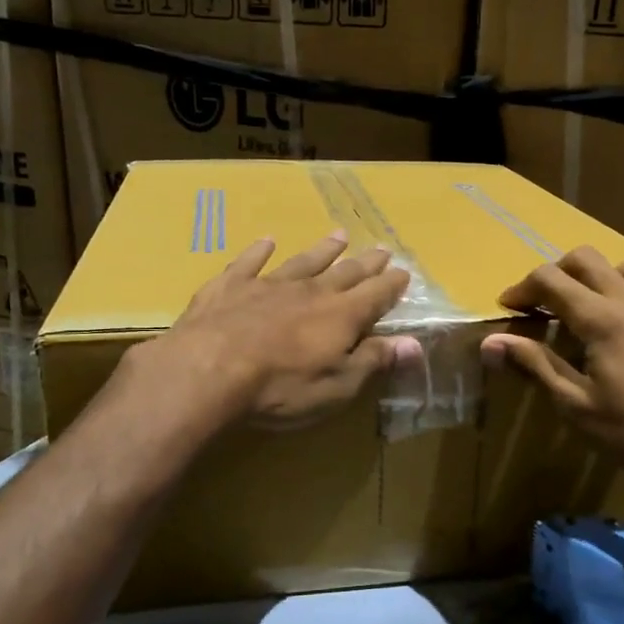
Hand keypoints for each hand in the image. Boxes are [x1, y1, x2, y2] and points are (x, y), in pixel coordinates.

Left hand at [145, 230, 421, 429]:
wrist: (208, 370)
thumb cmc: (281, 387)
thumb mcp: (337, 386)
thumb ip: (374, 360)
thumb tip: (414, 343)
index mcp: (340, 316)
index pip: (376, 295)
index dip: (392, 285)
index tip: (405, 273)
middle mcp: (310, 291)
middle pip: (344, 272)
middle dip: (365, 263)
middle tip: (381, 250)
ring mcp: (268, 284)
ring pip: (303, 261)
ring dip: (323, 249)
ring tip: (339, 235)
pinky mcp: (230, 286)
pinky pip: (249, 262)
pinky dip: (259, 250)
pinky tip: (266, 241)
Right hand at [479, 247, 623, 544]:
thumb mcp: (575, 405)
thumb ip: (534, 365)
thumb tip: (490, 343)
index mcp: (602, 319)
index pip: (550, 280)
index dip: (522, 289)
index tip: (508, 310)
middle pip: (587, 259)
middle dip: (556, 273)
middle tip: (542, 304)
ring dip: (603, 278)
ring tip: (591, 308)